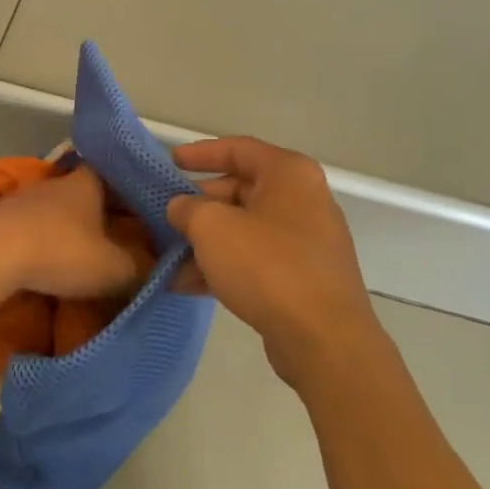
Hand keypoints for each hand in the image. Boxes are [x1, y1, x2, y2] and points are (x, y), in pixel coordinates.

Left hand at [0, 166, 150, 301]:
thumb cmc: (61, 251)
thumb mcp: (113, 268)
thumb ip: (140, 268)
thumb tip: (160, 269)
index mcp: (87, 184)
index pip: (114, 175)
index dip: (129, 191)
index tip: (142, 209)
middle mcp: (56, 183)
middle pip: (83, 192)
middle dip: (97, 212)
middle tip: (114, 236)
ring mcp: (23, 197)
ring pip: (53, 208)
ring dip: (65, 226)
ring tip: (78, 251)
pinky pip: (28, 225)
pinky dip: (38, 238)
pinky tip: (42, 259)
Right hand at [167, 137, 376, 388]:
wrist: (324, 340)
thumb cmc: (267, 267)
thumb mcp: (212, 227)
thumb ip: (188, 208)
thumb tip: (181, 208)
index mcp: (289, 174)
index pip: (238, 149)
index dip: (200, 153)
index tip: (169, 162)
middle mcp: (303, 200)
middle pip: (240, 190)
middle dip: (199, 205)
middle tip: (165, 215)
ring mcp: (306, 241)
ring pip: (245, 229)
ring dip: (206, 241)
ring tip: (168, 257)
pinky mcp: (303, 278)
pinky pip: (255, 260)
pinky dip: (224, 266)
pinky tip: (188, 285)